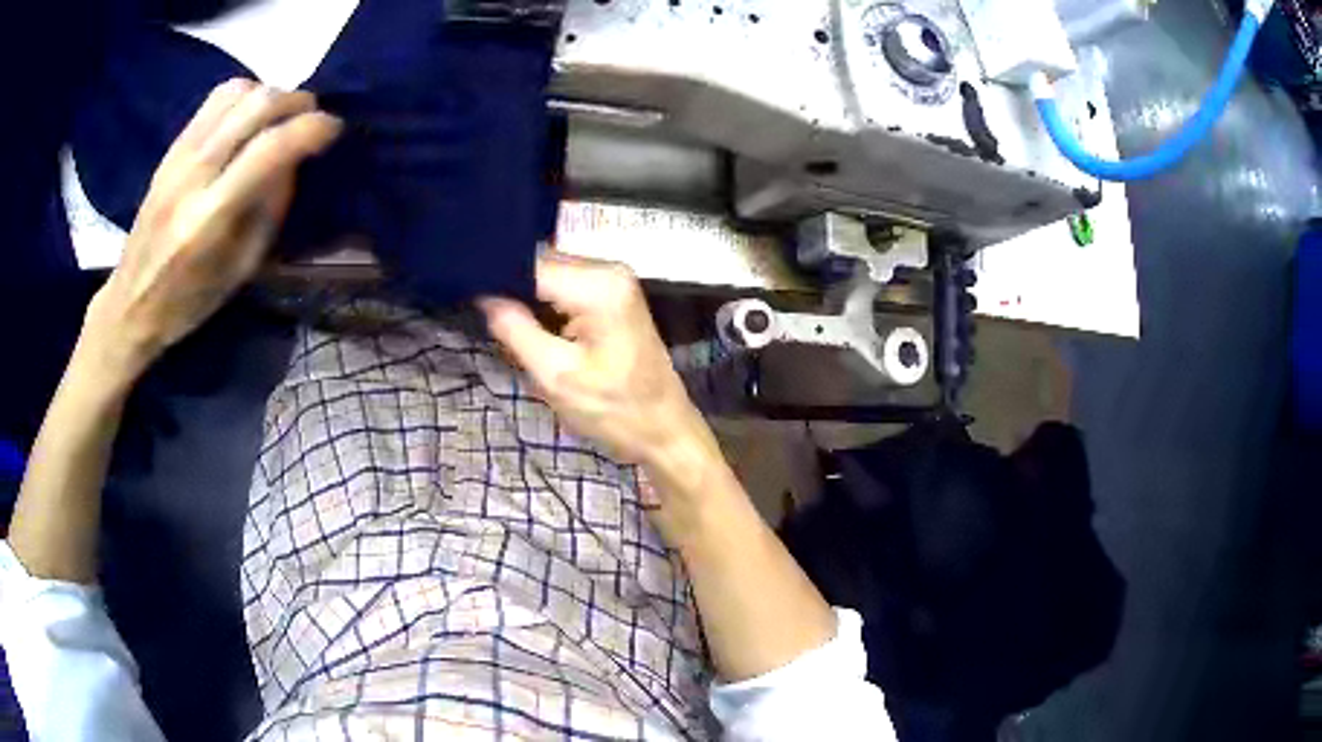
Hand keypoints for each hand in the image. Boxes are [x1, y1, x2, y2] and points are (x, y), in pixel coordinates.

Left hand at [84, 78, 340, 380]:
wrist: (130, 302)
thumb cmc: (189, 300)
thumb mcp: (241, 269)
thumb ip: (270, 209)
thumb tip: (295, 159)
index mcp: (210, 218)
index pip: (269, 149)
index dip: (311, 128)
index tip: (334, 129)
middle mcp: (193, 176)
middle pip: (256, 105)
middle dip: (296, 102)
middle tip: (311, 117)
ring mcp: (179, 156)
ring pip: (237, 92)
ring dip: (269, 95)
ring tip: (278, 118)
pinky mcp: (171, 148)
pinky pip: (216, 99)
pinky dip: (244, 96)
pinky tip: (249, 118)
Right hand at [479, 252, 712, 471]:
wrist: (664, 430)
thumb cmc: (614, 410)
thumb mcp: (555, 376)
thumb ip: (515, 329)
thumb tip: (484, 295)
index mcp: (598, 284)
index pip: (530, 265)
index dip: (497, 279)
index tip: (469, 297)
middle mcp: (609, 269)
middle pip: (542, 264)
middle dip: (513, 289)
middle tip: (487, 320)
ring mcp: (616, 279)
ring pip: (551, 274)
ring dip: (528, 298)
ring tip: (504, 325)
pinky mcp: (615, 293)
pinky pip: (567, 285)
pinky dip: (547, 303)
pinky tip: (534, 327)